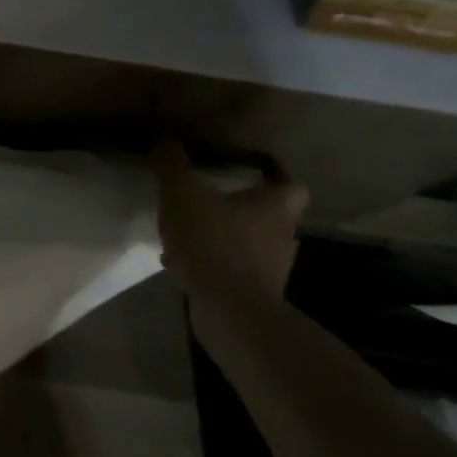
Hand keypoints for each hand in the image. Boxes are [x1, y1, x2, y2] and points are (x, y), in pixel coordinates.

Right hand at [152, 141, 308, 305]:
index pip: (289, 185)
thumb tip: (167, 144)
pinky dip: (213, 262)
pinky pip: (233, 268)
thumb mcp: (181, 193)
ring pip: (249, 243)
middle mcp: (282, 236)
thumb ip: (172, 165)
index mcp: (274, 207)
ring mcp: (271, 269)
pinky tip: (182, 261)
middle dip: (241, 208)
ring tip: (189, 232)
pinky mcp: (254, 294)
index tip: (245, 173)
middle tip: (208, 199)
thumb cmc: (213, 242)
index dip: (270, 177)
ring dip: (224, 236)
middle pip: (269, 215)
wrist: (230, 312)